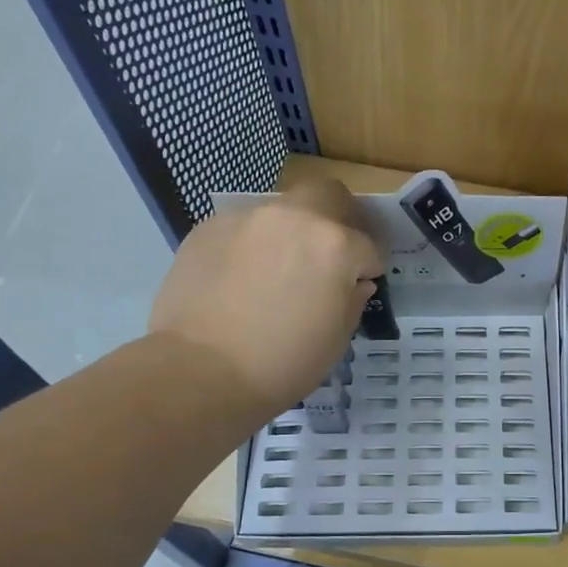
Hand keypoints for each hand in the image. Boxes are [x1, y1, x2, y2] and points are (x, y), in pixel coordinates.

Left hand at [149, 178, 382, 425]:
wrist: (199, 371)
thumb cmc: (283, 363)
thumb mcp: (337, 339)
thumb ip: (352, 300)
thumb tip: (353, 283)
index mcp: (335, 245)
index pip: (367, 246)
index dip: (368, 268)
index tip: (360, 284)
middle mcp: (293, 218)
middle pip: (328, 195)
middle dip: (339, 219)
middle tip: (331, 253)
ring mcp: (246, 219)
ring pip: (281, 211)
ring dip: (291, 233)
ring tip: (278, 271)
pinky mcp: (208, 228)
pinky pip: (244, 229)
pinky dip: (252, 246)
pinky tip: (241, 280)